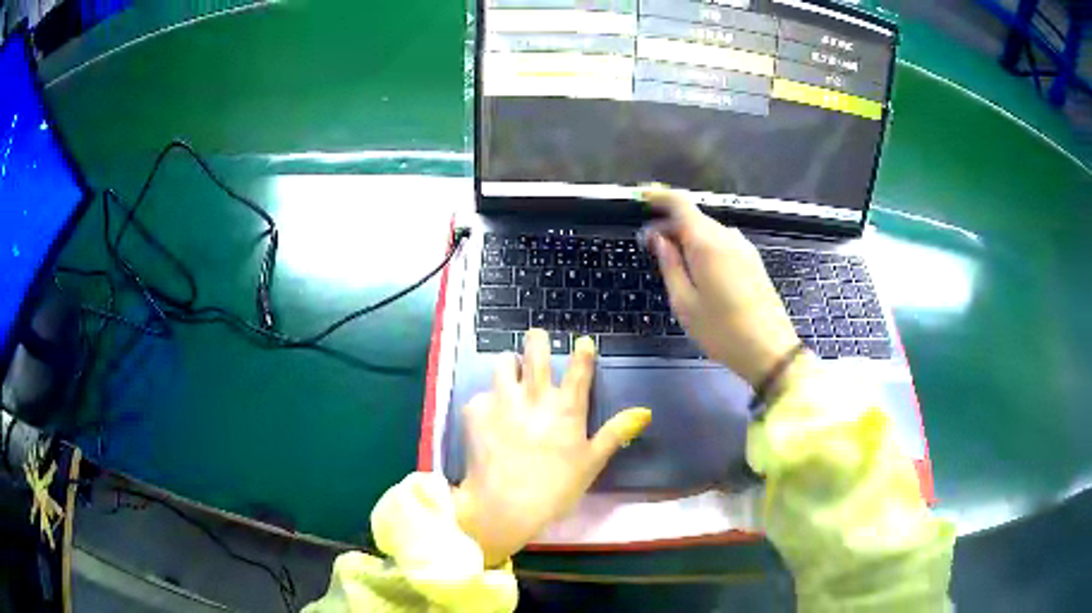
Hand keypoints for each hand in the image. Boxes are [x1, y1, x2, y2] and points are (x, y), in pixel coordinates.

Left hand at [453, 330, 650, 566]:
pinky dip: (488, 402)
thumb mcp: (591, 462)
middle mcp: (534, 397)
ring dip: (510, 365)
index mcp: (566, 409)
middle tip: (538, 339)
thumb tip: (645, 411)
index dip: (582, 352)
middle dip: (538, 339)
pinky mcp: (475, 411)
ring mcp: (502, 400)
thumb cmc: (555, 489)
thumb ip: (616, 433)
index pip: (578, 369)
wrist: (503, 505)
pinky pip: (482, 394)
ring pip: (504, 362)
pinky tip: (489, 418)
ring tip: (512, 375)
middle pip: (536, 351)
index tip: (583, 341)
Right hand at [642, 187, 801, 389]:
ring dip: (686, 238)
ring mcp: (744, 247)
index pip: (679, 203)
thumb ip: (669, 264)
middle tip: (648, 246)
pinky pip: (721, 243)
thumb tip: (658, 238)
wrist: (769, 349)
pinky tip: (696, 270)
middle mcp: (727, 236)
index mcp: (707, 242)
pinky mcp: (752, 260)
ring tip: (670, 262)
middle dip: (668, 225)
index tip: (640, 199)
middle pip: (693, 217)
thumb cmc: (721, 330)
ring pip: (708, 231)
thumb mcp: (684, 302)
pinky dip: (703, 247)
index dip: (658, 196)